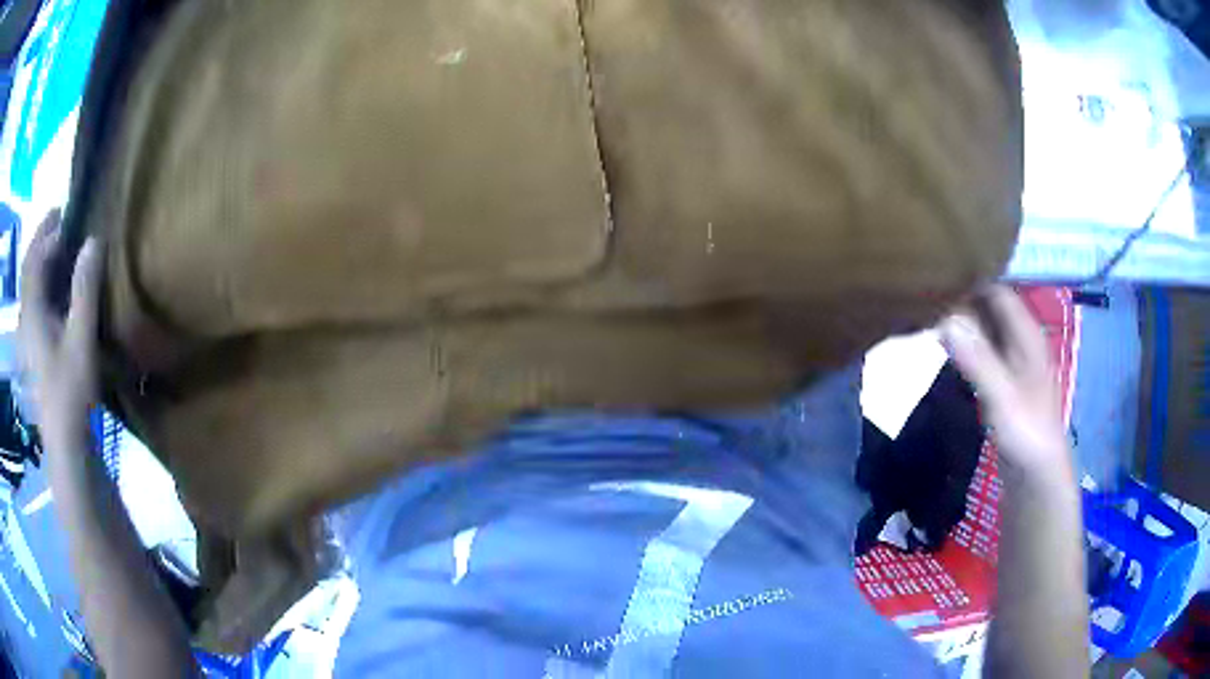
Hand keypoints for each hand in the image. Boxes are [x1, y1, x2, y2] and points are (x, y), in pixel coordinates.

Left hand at [17, 211, 103, 439]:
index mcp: (32, 311)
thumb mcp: (81, 339)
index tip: (68, 213)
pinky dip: (41, 286)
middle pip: (28, 268)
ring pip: (29, 288)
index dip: (49, 231)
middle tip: (59, 219)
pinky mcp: (32, 352)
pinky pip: (32, 305)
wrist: (65, 444)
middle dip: (41, 239)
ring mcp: (27, 337)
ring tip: (58, 249)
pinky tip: (53, 289)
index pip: (34, 257)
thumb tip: (93, 240)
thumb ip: (84, 289)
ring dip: (40, 262)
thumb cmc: (70, 391)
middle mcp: (25, 319)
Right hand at [940, 286, 1072, 486]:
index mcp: (1027, 335)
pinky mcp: (1003, 380)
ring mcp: (1012, 360)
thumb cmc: (1026, 433)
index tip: (938, 270)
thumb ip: (977, 359)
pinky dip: (964, 342)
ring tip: (928, 309)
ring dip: (962, 319)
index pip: (998, 290)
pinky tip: (945, 342)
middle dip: (963, 297)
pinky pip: (982, 349)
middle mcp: (1020, 340)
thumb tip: (945, 319)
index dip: (972, 278)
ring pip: (985, 327)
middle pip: (990, 306)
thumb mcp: (1001, 396)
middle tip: (924, 290)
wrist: (1036, 475)